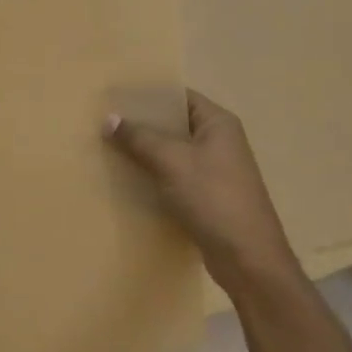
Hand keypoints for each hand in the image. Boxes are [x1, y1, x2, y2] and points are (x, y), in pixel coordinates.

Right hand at [104, 90, 302, 291]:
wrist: (246, 257)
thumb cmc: (212, 197)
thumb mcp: (172, 161)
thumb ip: (139, 138)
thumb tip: (109, 118)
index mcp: (218, 123)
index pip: (180, 97)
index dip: (149, 95)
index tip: (116, 96)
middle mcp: (220, 142)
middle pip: (175, 125)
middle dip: (142, 125)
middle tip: (105, 123)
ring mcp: (215, 171)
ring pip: (173, 153)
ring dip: (145, 153)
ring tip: (109, 149)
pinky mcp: (207, 197)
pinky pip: (175, 177)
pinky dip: (154, 176)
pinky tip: (128, 181)